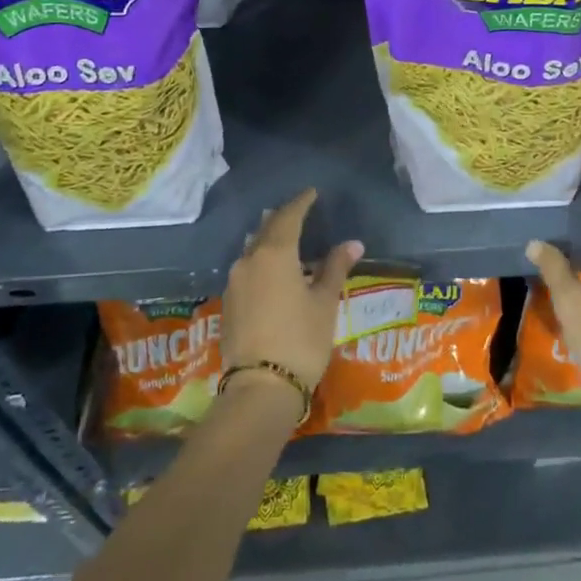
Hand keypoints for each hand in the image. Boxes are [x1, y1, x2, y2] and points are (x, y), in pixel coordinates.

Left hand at [221, 189, 362, 392]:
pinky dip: (261, 262)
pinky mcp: (228, 303)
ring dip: (269, 241)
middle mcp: (249, 261)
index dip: (301, 203)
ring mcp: (234, 282)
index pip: (289, 217)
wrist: (260, 387)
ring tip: (286, 239)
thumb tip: (352, 244)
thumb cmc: (301, 340)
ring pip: (253, 250)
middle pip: (266, 230)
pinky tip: (272, 272)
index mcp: (274, 254)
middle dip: (283, 219)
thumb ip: (335, 269)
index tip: (312, 193)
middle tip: (299, 211)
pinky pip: (247, 270)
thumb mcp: (324, 303)